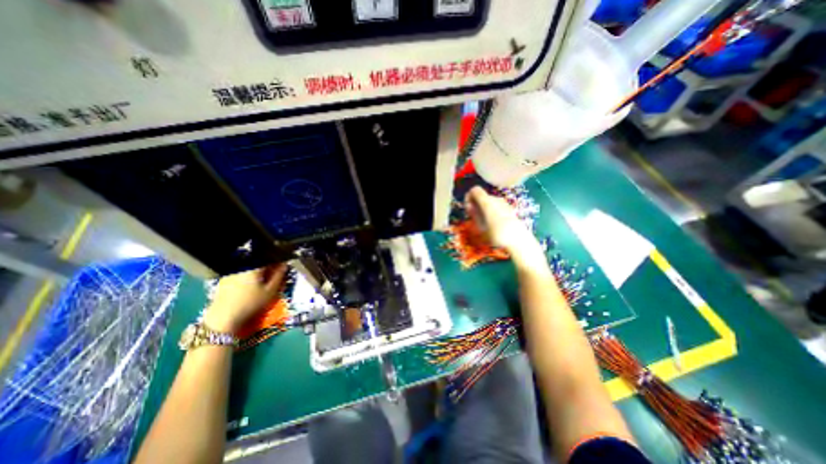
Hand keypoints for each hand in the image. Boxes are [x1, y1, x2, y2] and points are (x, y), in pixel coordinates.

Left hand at [203, 265, 287, 333]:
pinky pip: (240, 273)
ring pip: (248, 267)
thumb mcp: (270, 290)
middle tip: (274, 274)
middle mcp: (241, 266)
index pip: (268, 257)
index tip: (283, 266)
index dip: (277, 261)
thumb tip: (284, 265)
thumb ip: (279, 275)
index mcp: (253, 266)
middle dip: (267, 266)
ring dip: (258, 271)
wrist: (223, 319)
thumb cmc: (251, 303)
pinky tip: (250, 286)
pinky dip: (248, 276)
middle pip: (257, 262)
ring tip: (263, 281)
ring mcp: (230, 273)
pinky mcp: (224, 280)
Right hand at [468, 187, 546, 262]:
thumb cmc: (496, 234)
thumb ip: (474, 214)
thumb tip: (469, 206)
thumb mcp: (480, 226)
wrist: (518, 239)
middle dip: (475, 203)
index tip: (467, 208)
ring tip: (482, 221)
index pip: (474, 190)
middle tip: (473, 217)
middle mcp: (495, 199)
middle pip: (482, 196)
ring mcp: (504, 203)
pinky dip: (491, 210)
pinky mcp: (509, 209)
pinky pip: (496, 206)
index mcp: (486, 201)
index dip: (468, 196)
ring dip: (483, 208)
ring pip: (489, 201)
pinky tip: (492, 223)